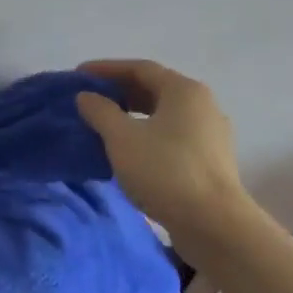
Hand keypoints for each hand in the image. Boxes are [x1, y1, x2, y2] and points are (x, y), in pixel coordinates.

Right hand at [75, 59, 250, 234]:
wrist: (214, 224)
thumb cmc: (165, 171)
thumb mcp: (122, 138)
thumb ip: (100, 111)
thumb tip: (87, 97)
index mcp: (184, 90)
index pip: (140, 68)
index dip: (106, 69)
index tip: (78, 75)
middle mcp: (202, 105)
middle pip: (154, 88)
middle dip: (119, 91)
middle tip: (89, 99)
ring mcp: (210, 134)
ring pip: (164, 114)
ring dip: (132, 115)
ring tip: (104, 125)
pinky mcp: (211, 160)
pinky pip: (172, 136)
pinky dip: (147, 134)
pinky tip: (129, 151)